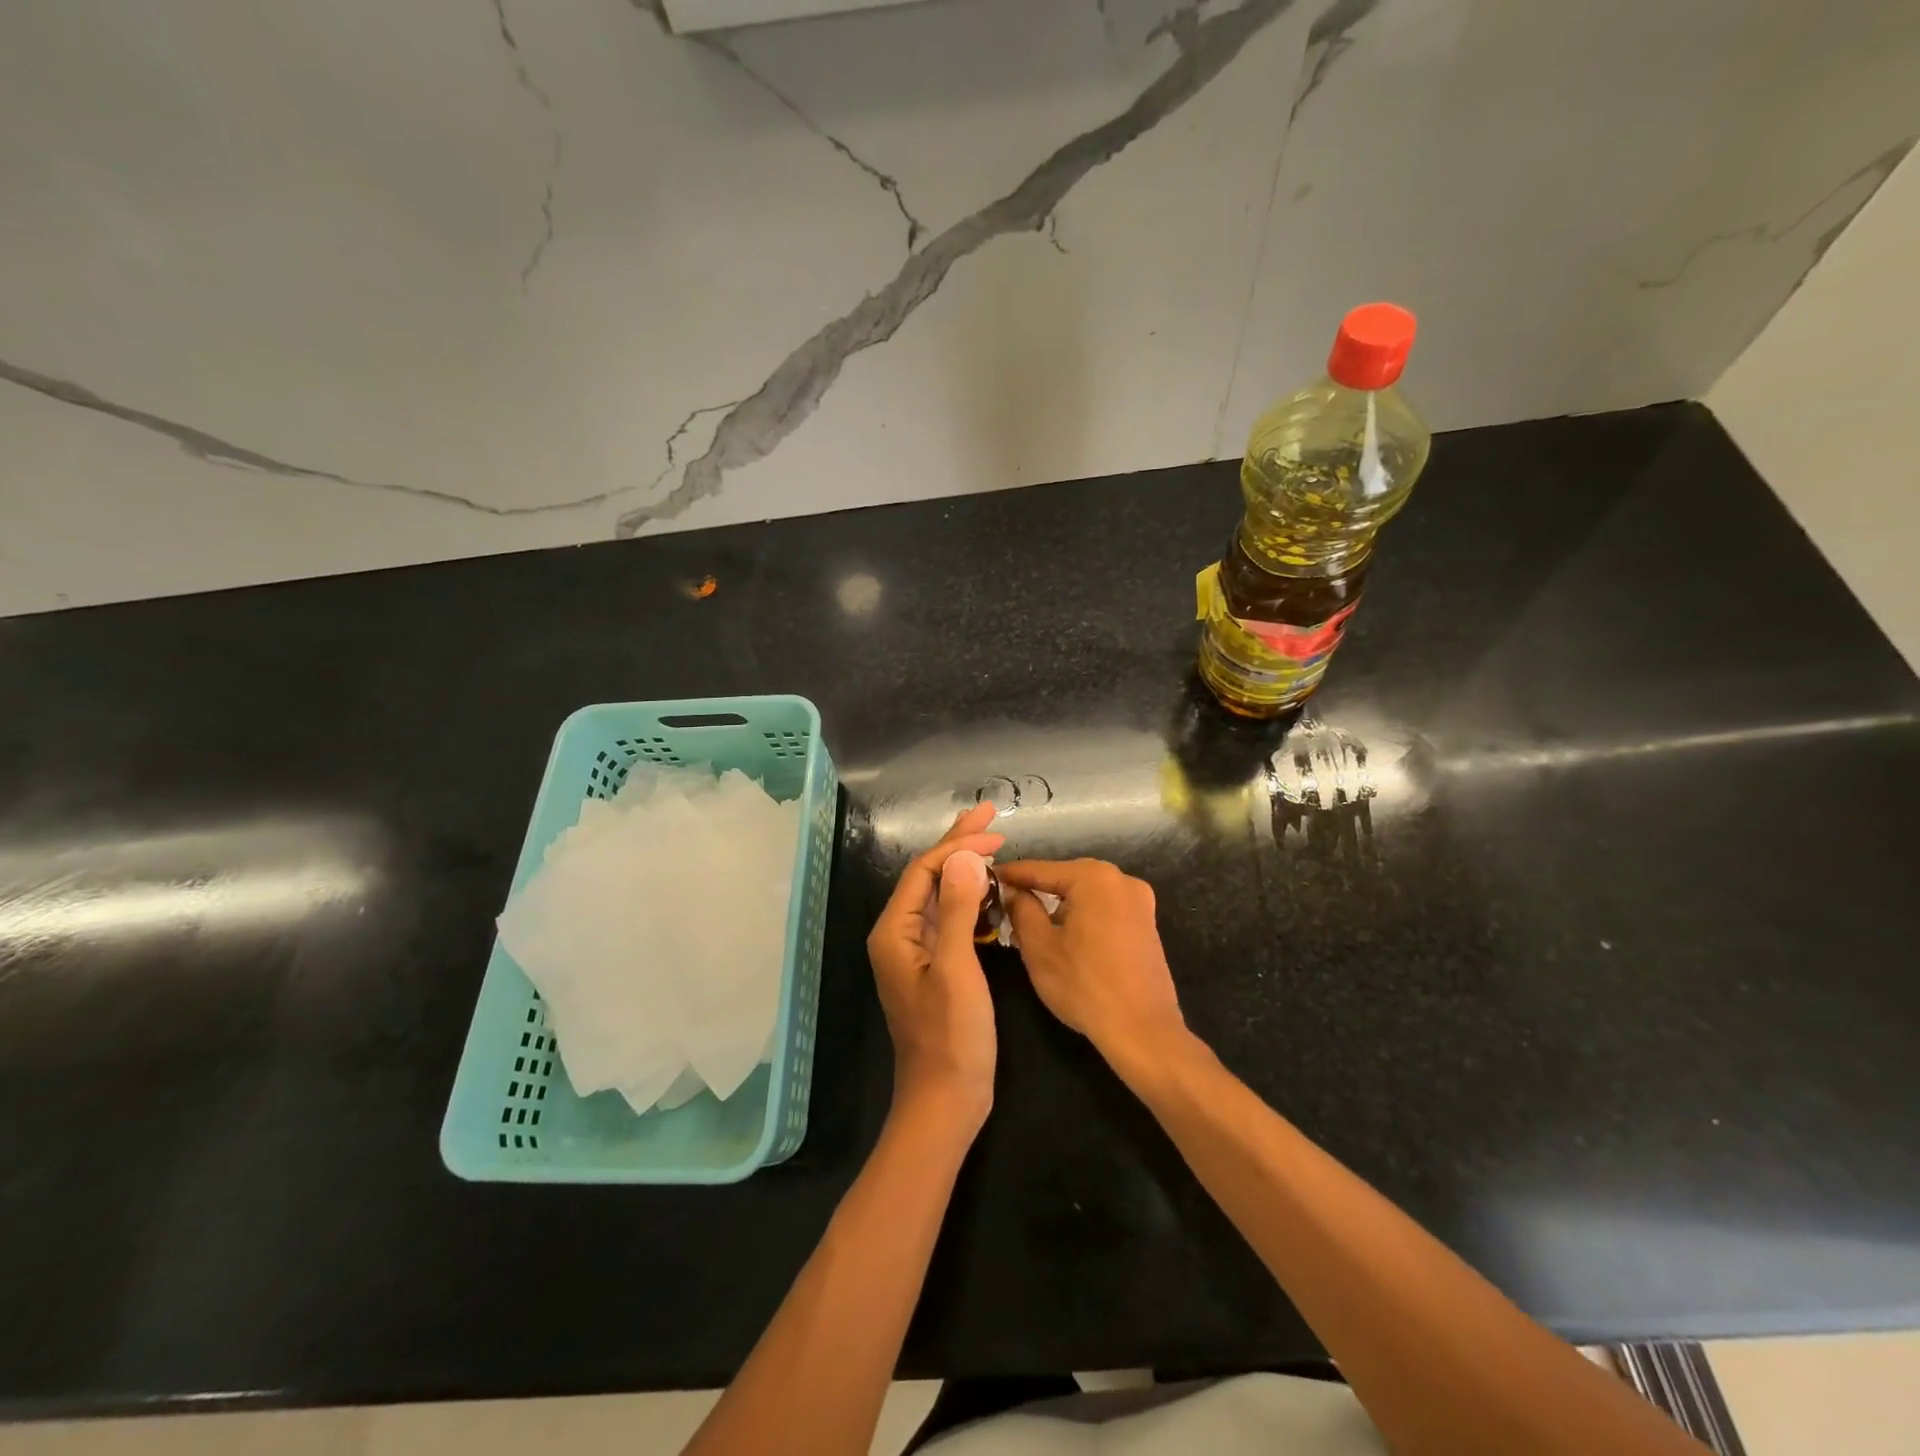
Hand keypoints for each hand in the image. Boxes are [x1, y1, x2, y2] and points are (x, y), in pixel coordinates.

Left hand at [866, 804, 1003, 1136]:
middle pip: (929, 876)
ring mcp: (917, 952)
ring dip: (966, 868)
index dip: (958, 845)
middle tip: (989, 815)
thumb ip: (958, 910)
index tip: (996, 831)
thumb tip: (964, 856)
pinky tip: (991, 890)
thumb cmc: (951, 1036)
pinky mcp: (936, 966)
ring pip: (941, 895)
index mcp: (895, 931)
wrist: (946, 1100)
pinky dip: (971, 898)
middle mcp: (900, 935)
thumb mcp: (957, 969)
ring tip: (993, 843)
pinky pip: (951, 918)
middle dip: (958, 844)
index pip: (924, 870)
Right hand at [997, 859, 1187, 1068]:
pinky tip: (1066, 935)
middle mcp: (1121, 879)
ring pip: (1086, 894)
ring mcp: (1139, 901)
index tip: (986, 878)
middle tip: (1005, 902)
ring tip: (1031, 921)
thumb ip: (1022, 910)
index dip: (1010, 875)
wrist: (1143, 1031)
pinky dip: (1083, 915)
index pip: (1040, 869)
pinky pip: (1105, 909)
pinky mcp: (1146, 923)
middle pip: (1066, 878)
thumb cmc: (1085, 986)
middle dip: (1036, 889)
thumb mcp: (1040, 948)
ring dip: (1059, 904)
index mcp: (1094, 878)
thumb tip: (1013, 892)